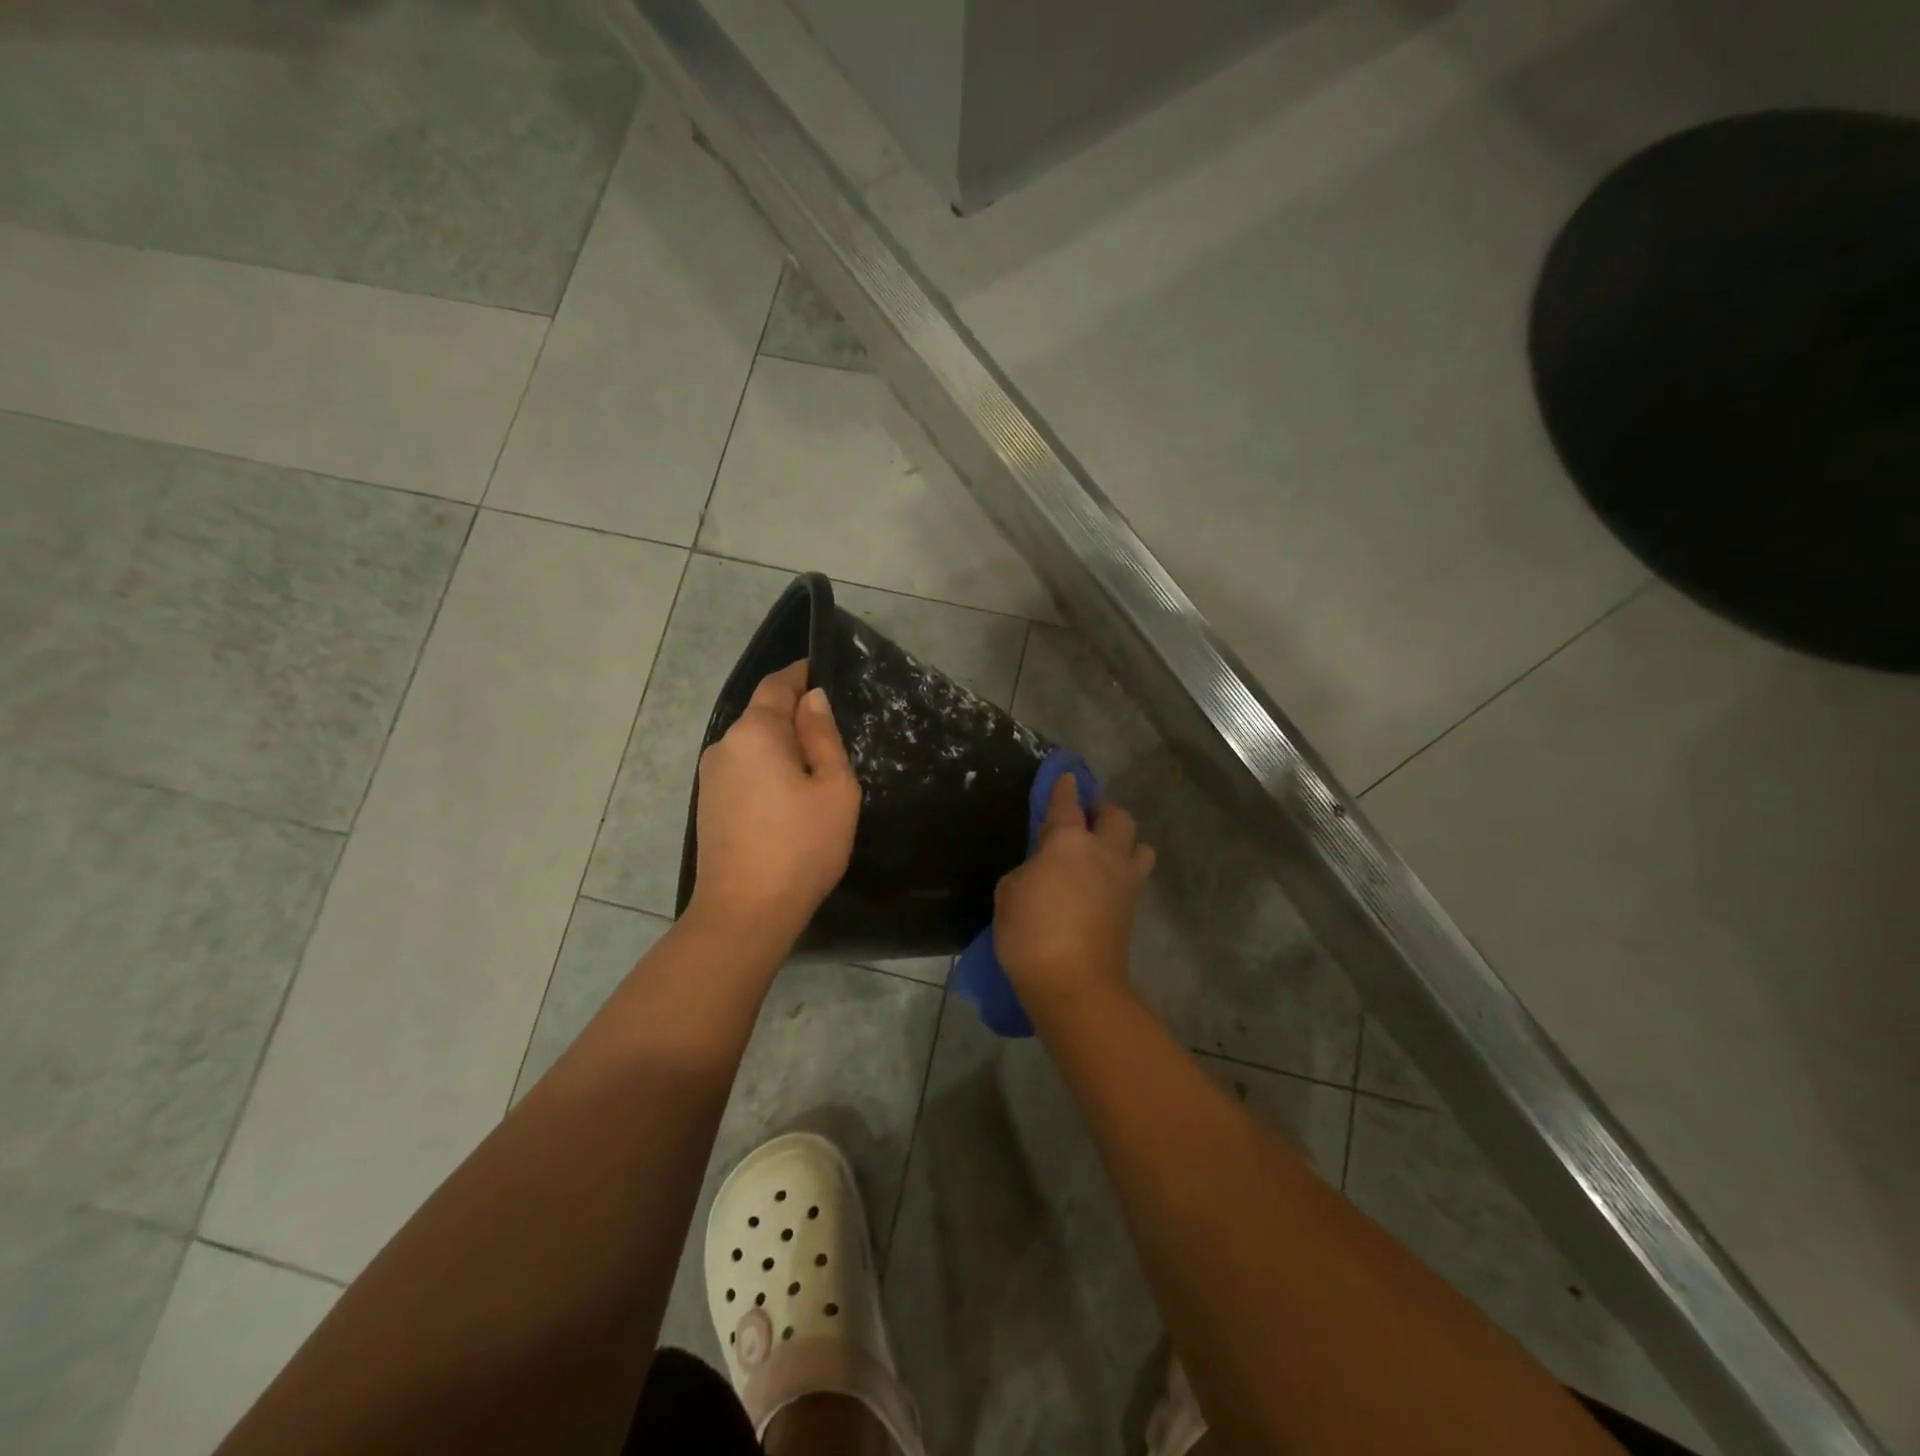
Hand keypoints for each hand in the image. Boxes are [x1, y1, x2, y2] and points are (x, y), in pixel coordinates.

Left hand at [686, 662, 860, 950]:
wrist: (745, 913)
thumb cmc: (801, 846)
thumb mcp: (833, 788)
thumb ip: (823, 737)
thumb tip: (812, 700)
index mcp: (754, 732)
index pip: (777, 685)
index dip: (801, 674)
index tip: (825, 671)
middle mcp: (724, 746)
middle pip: (763, 715)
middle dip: (796, 715)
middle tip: (834, 734)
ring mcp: (710, 778)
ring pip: (754, 746)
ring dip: (783, 747)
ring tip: (817, 770)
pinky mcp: (708, 806)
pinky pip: (744, 771)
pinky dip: (768, 770)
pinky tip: (790, 798)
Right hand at [994, 775, 1154, 1014]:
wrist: (1074, 983)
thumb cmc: (1031, 933)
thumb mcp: (1009, 893)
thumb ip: (1029, 870)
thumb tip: (1044, 870)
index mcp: (1068, 841)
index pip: (1067, 803)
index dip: (1065, 787)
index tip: (1067, 776)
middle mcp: (1103, 852)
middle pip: (1116, 816)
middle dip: (1103, 809)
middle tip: (1087, 817)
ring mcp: (1124, 880)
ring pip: (1139, 845)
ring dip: (1124, 840)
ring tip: (1105, 850)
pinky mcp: (1131, 908)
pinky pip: (1134, 875)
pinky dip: (1123, 870)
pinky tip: (1105, 880)